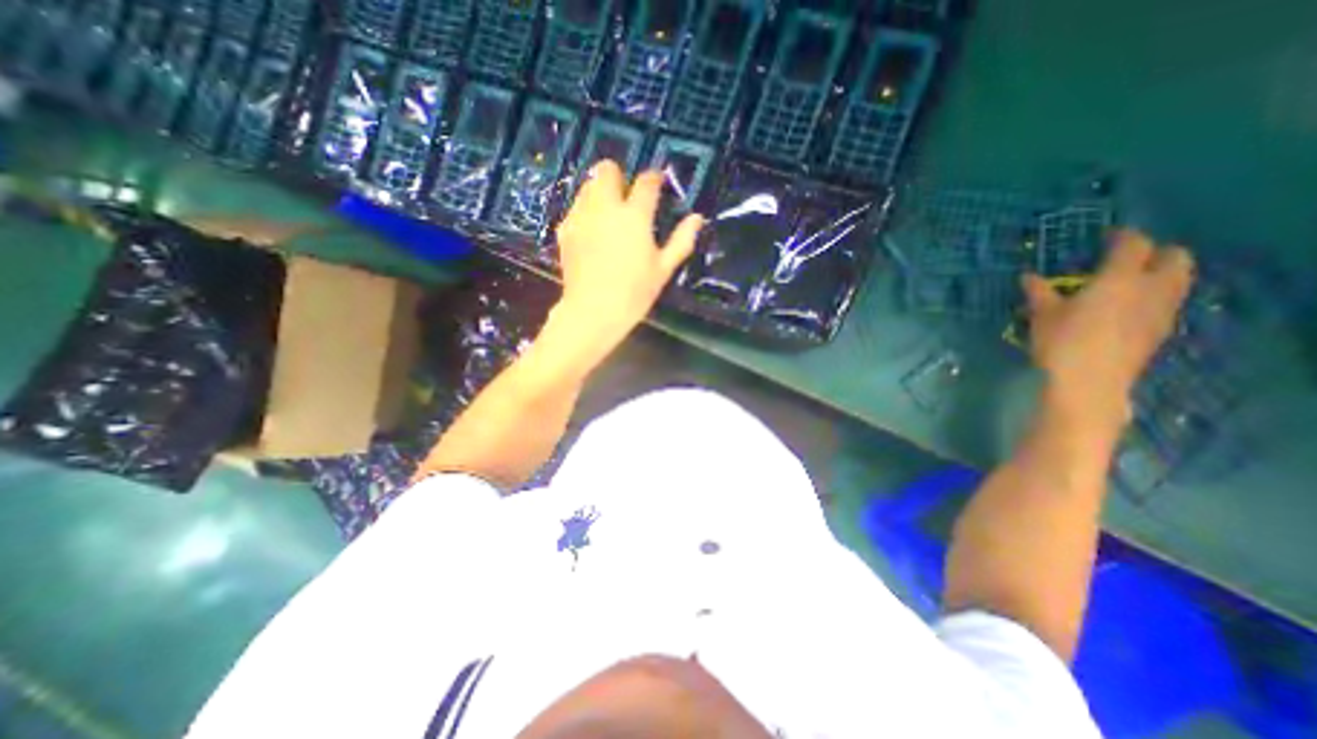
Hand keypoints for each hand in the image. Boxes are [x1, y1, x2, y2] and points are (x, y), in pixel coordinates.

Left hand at [550, 160, 705, 346]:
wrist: (593, 310)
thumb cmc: (634, 292)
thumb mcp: (663, 269)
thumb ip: (681, 241)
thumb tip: (697, 218)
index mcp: (635, 216)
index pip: (646, 182)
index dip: (654, 179)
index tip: (657, 183)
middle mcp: (606, 207)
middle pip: (607, 170)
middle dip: (618, 176)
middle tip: (626, 196)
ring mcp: (581, 216)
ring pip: (588, 186)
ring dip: (600, 191)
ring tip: (608, 214)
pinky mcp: (565, 229)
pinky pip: (575, 208)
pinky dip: (585, 212)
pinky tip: (591, 232)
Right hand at [1021, 231, 1200, 425]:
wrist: (1089, 382)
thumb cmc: (1061, 341)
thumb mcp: (1042, 315)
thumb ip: (1039, 292)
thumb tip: (1028, 277)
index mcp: (1119, 279)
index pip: (1134, 245)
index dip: (1124, 236)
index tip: (1109, 236)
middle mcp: (1151, 288)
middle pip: (1176, 257)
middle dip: (1157, 252)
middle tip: (1129, 258)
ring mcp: (1161, 311)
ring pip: (1179, 280)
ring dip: (1162, 274)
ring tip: (1131, 282)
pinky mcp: (1160, 331)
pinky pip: (1168, 303)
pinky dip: (1155, 297)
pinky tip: (1129, 309)